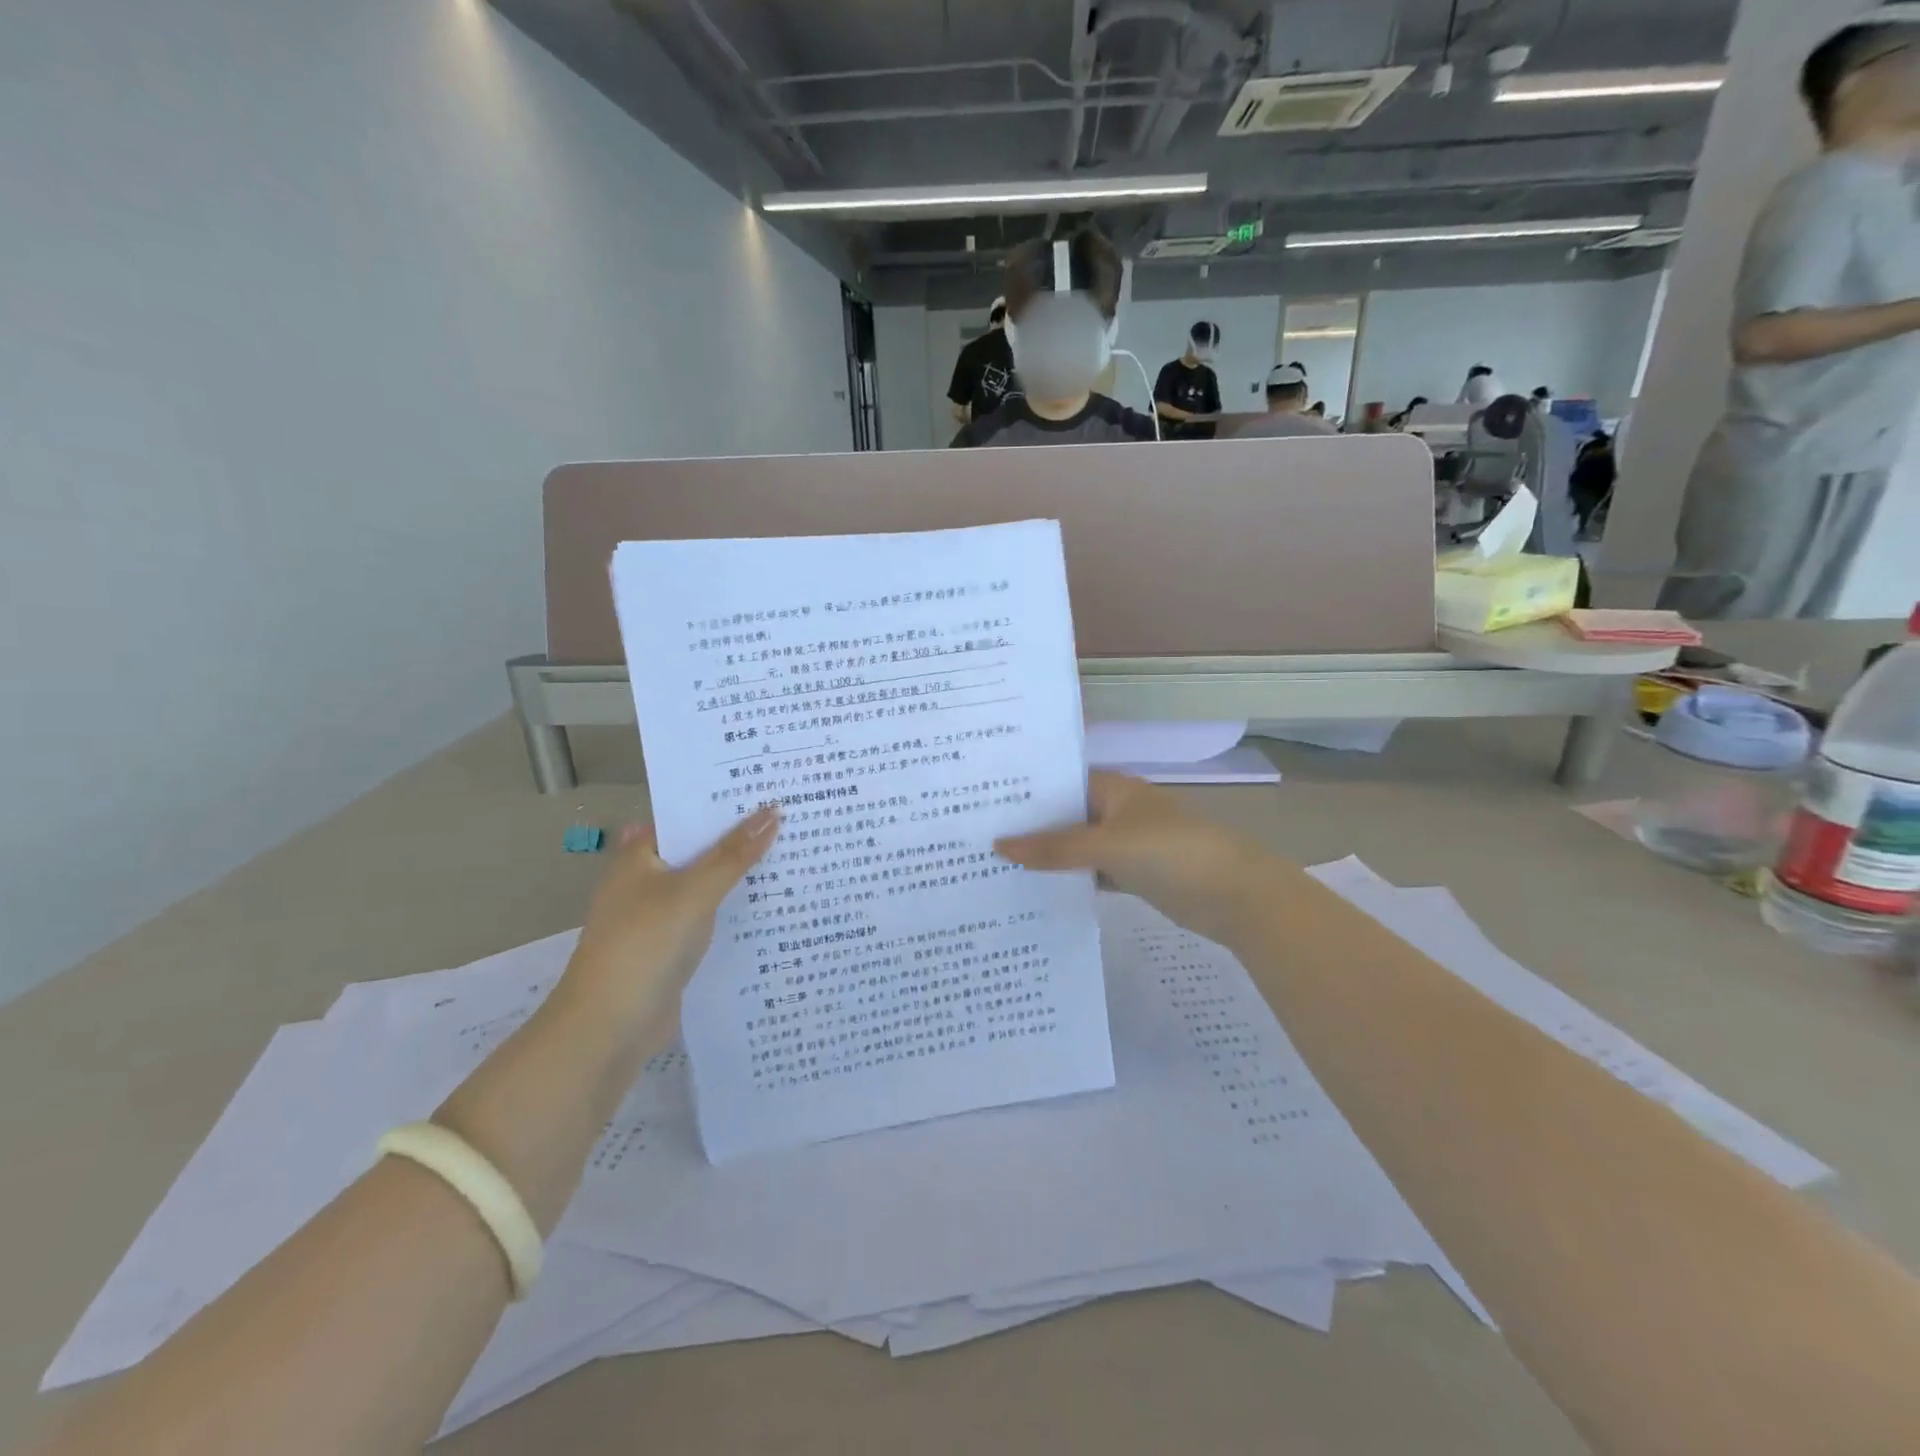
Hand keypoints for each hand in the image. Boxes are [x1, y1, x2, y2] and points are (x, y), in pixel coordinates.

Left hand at [561, 804, 780, 1038]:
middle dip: (740, 837)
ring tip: (794, 852)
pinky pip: (710, 916)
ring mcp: (659, 915)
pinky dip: (734, 909)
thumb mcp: (693, 892)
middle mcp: (646, 880)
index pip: (686, 815)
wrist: (609, 1027)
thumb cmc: (644, 945)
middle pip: (700, 849)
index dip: (722, 802)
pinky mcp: (672, 947)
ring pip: (707, 884)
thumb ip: (734, 854)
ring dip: (740, 875)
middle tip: (793, 815)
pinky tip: (773, 903)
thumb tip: (772, 810)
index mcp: (640, 855)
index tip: (767, 787)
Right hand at [995, 772, 1286, 948]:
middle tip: (977, 838)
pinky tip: (1036, 890)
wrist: (1237, 896)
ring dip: (1049, 857)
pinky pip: (1093, 872)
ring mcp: (1128, 843)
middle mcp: (1118, 811)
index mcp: (1114, 788)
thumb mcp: (1108, 845)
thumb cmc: (1171, 852)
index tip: (982, 802)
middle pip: (1066, 816)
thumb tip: (999, 845)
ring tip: (994, 864)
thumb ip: (1054, 848)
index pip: (1060, 783)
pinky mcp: (1135, 874)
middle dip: (1031, 828)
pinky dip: (1071, 879)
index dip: (1025, 792)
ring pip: (1078, 847)